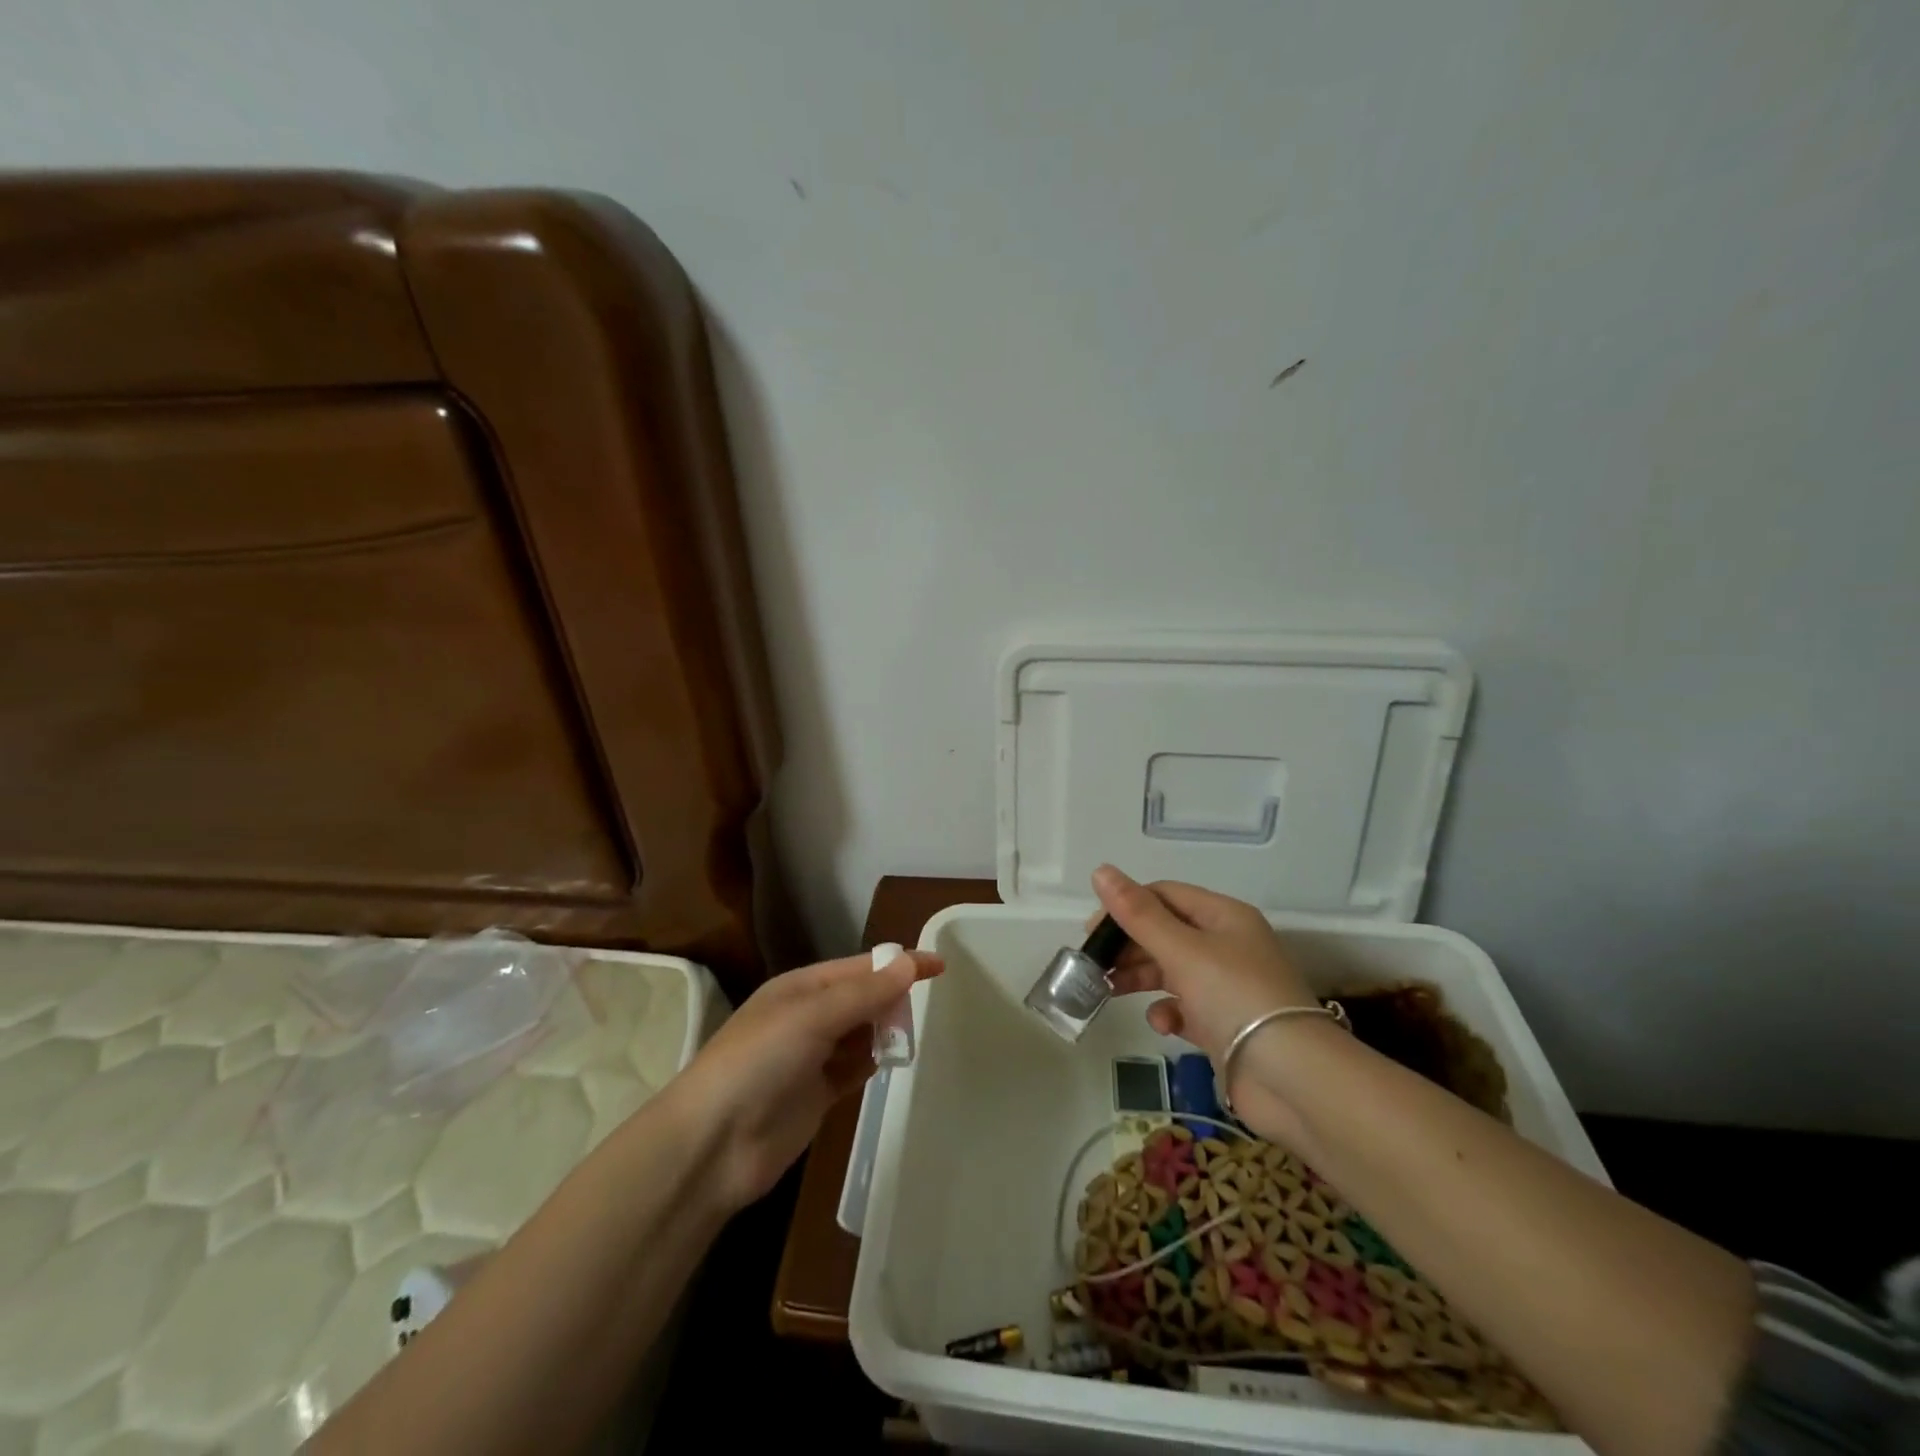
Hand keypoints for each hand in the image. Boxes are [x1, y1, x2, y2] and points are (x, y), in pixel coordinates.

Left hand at [667, 949, 942, 1210]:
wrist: (713, 1145)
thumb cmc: (760, 1063)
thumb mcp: (812, 1017)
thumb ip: (864, 994)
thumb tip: (909, 963)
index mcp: (800, 988)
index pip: (860, 967)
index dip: (898, 964)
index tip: (939, 965)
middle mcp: (807, 1017)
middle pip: (862, 998)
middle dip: (892, 998)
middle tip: (925, 1007)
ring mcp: (811, 1057)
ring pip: (862, 1033)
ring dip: (885, 1030)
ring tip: (911, 1036)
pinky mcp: (817, 1095)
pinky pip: (855, 1067)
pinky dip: (874, 1061)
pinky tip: (892, 1061)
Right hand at [1091, 864, 1320, 1138]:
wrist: (1292, 1079)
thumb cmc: (1235, 997)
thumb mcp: (1181, 949)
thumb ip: (1137, 913)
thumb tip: (1101, 870)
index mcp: (1223, 916)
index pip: (1165, 895)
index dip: (1127, 906)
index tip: (1093, 931)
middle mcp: (1227, 946)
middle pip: (1165, 933)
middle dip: (1129, 946)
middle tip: (1095, 964)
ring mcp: (1226, 987)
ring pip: (1171, 970)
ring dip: (1140, 977)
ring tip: (1110, 990)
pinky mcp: (1223, 1025)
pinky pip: (1185, 1008)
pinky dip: (1168, 1012)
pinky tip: (1162, 1023)